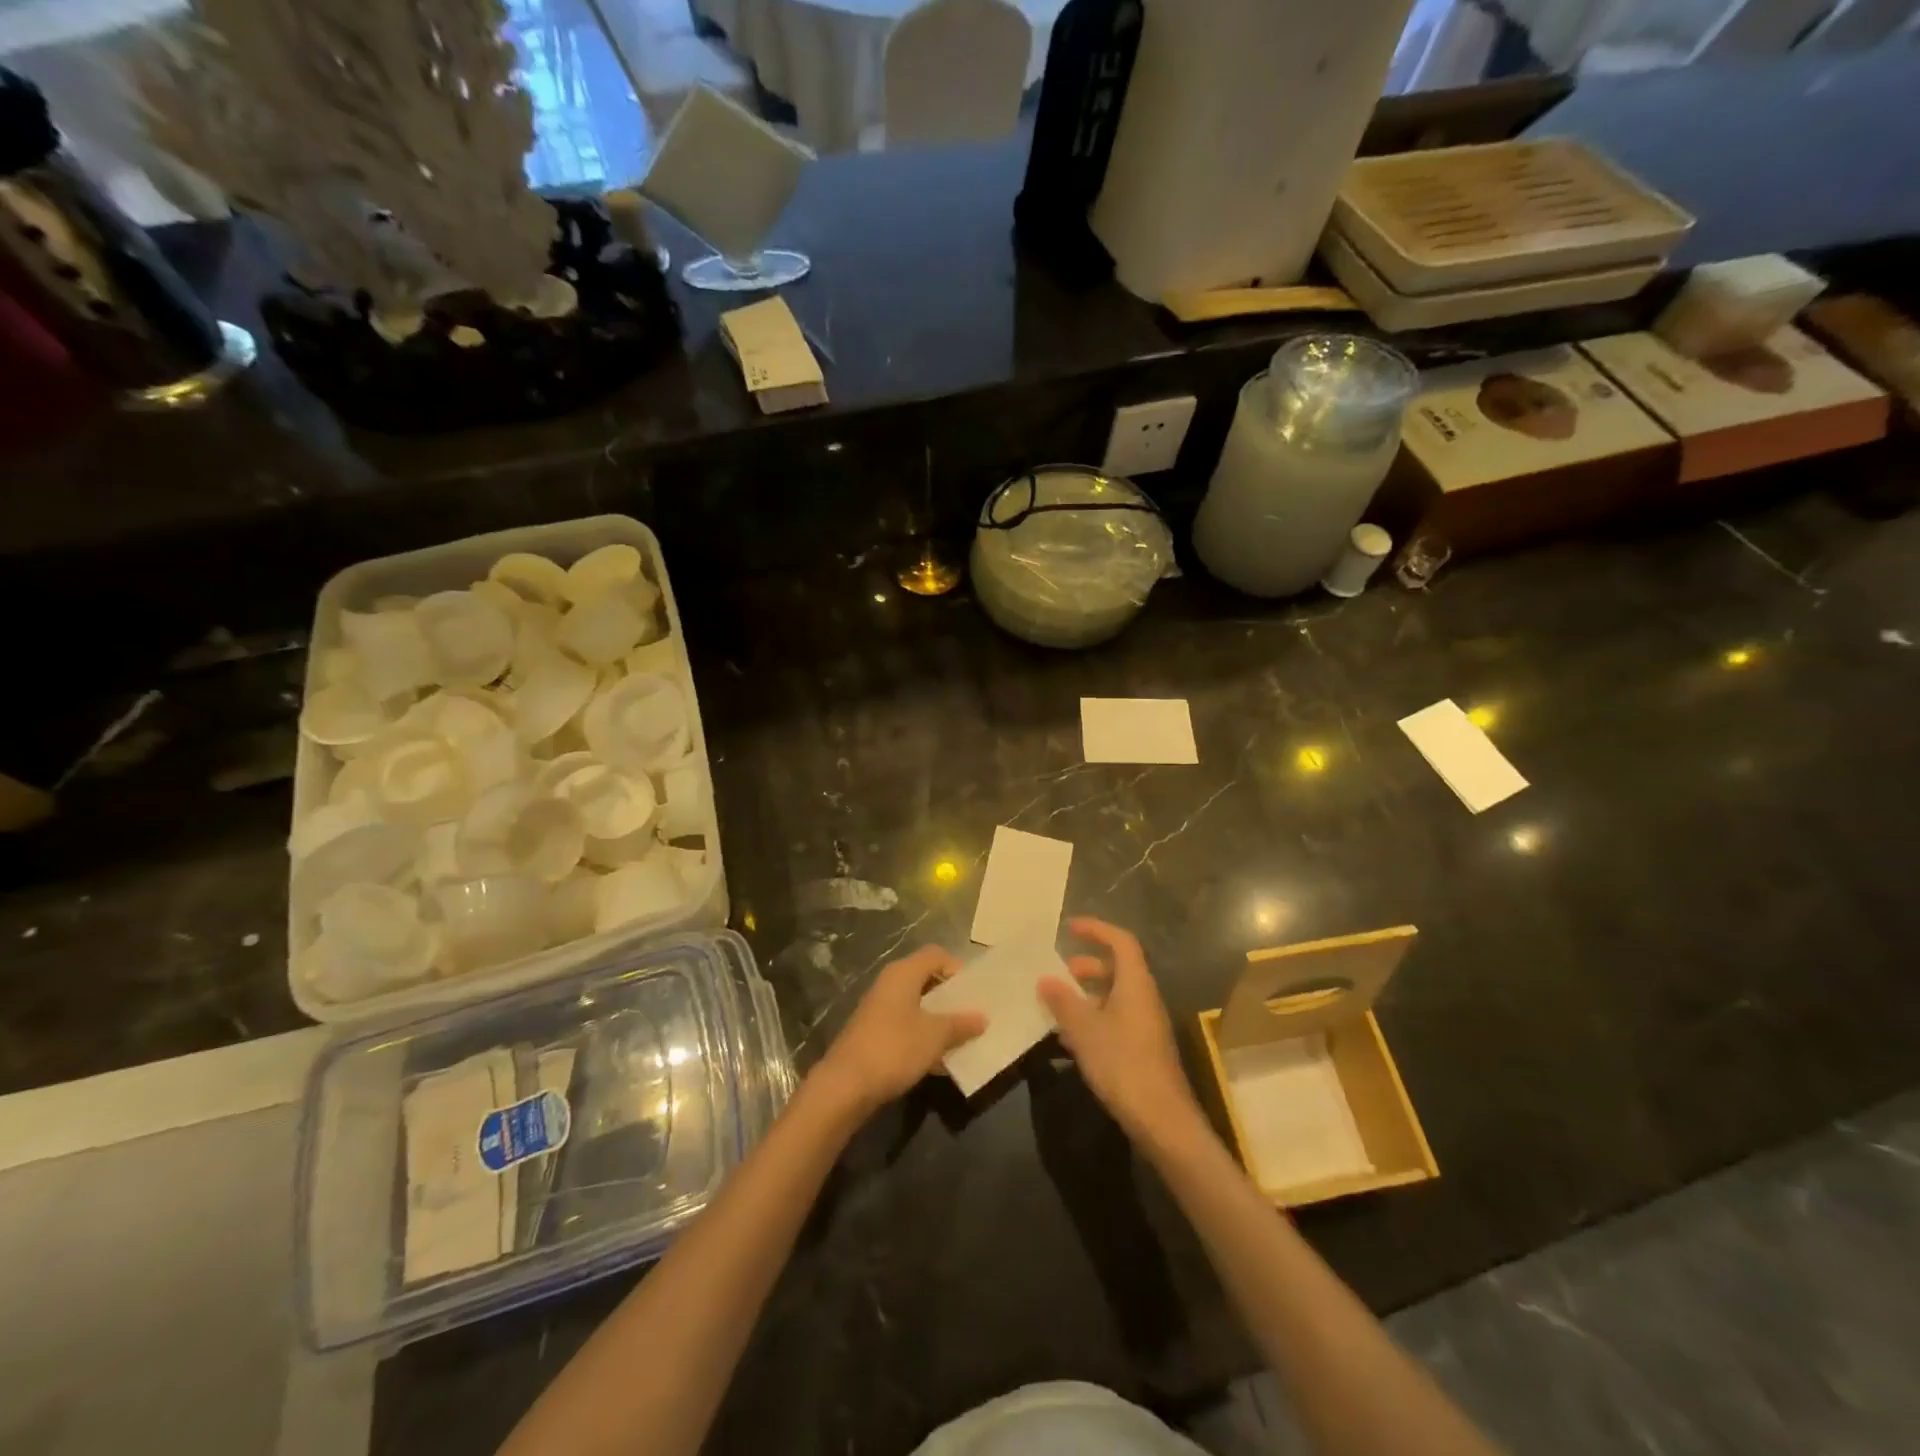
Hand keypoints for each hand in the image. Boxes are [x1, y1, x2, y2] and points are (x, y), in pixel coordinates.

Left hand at [815, 946, 985, 1114]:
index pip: (936, 955)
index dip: (957, 968)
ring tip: (961, 1041)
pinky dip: (923, 1038)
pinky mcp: (873, 1034)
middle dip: (950, 997)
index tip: (974, 993)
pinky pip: (906, 1028)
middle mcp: (889, 984)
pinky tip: (939, 1063)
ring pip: (917, 1006)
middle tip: (972, 1016)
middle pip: (926, 979)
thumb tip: (982, 1017)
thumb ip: (960, 1024)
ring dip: (938, 1021)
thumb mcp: (935, 1036)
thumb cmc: (894, 1048)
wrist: (845, 1086)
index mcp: (903, 973)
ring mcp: (879, 1010)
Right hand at [1039, 917, 1204, 1145]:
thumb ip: (1063, 1002)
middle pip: (1118, 968)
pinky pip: (1116, 1019)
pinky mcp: (1144, 1048)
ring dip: (1088, 995)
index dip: (1096, 929)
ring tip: (1058, 1006)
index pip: (1121, 941)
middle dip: (1087, 965)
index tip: (1069, 928)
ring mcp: (1146, 1024)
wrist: (1162, 1119)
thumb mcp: (1084, 1030)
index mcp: (1135, 984)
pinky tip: (1070, 1040)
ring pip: (1116, 996)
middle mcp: (1145, 997)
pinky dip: (1094, 1019)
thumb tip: (1046, 979)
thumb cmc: (1123, 1064)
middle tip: (1060, 972)